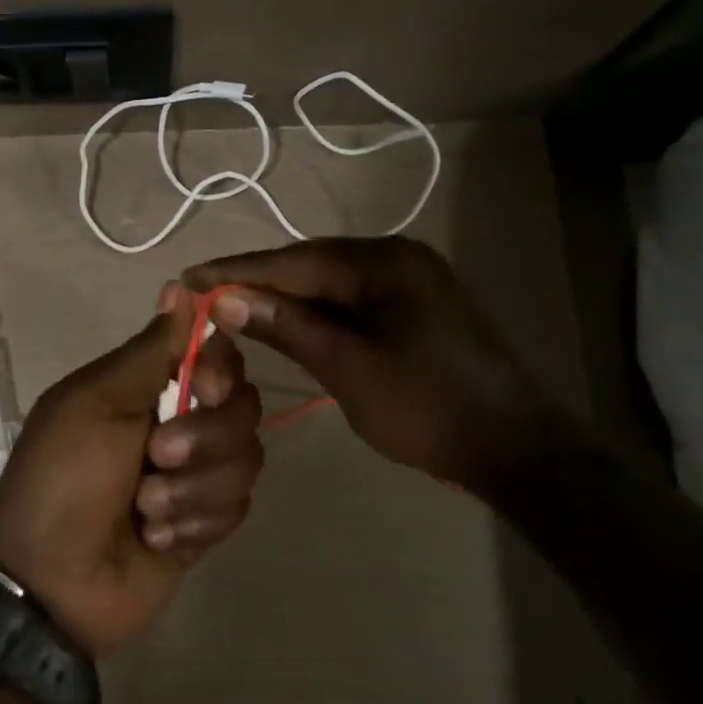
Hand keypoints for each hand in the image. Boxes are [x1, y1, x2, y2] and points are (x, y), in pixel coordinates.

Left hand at [0, 284, 263, 657]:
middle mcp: (179, 423)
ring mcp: (195, 476)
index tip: (200, 387)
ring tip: (144, 511)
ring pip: (246, 461)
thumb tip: (180, 285)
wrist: (51, 582)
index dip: (220, 369)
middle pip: (242, 408)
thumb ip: (149, 350)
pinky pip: (237, 509)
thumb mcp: (96, 403)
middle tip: (155, 457)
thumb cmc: (63, 479)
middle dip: (204, 438)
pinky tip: (155, 540)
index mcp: (147, 388)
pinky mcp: (206, 525)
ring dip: (192, 489)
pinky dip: (195, 524)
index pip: (216, 356)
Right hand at [185, 237, 564, 494]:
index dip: (237, 271)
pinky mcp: (414, 306)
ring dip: (283, 296)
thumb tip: (227, 299)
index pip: (293, 261)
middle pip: (310, 264)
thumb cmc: (427, 408)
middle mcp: (396, 257)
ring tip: (230, 307)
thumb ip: (288, 327)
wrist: (516, 447)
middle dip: (256, 280)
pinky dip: (314, 311)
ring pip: (329, 281)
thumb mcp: (348, 368)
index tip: (186, 278)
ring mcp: (409, 280)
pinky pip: (350, 299)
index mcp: (383, 263)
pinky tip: (285, 321)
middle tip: (201, 295)